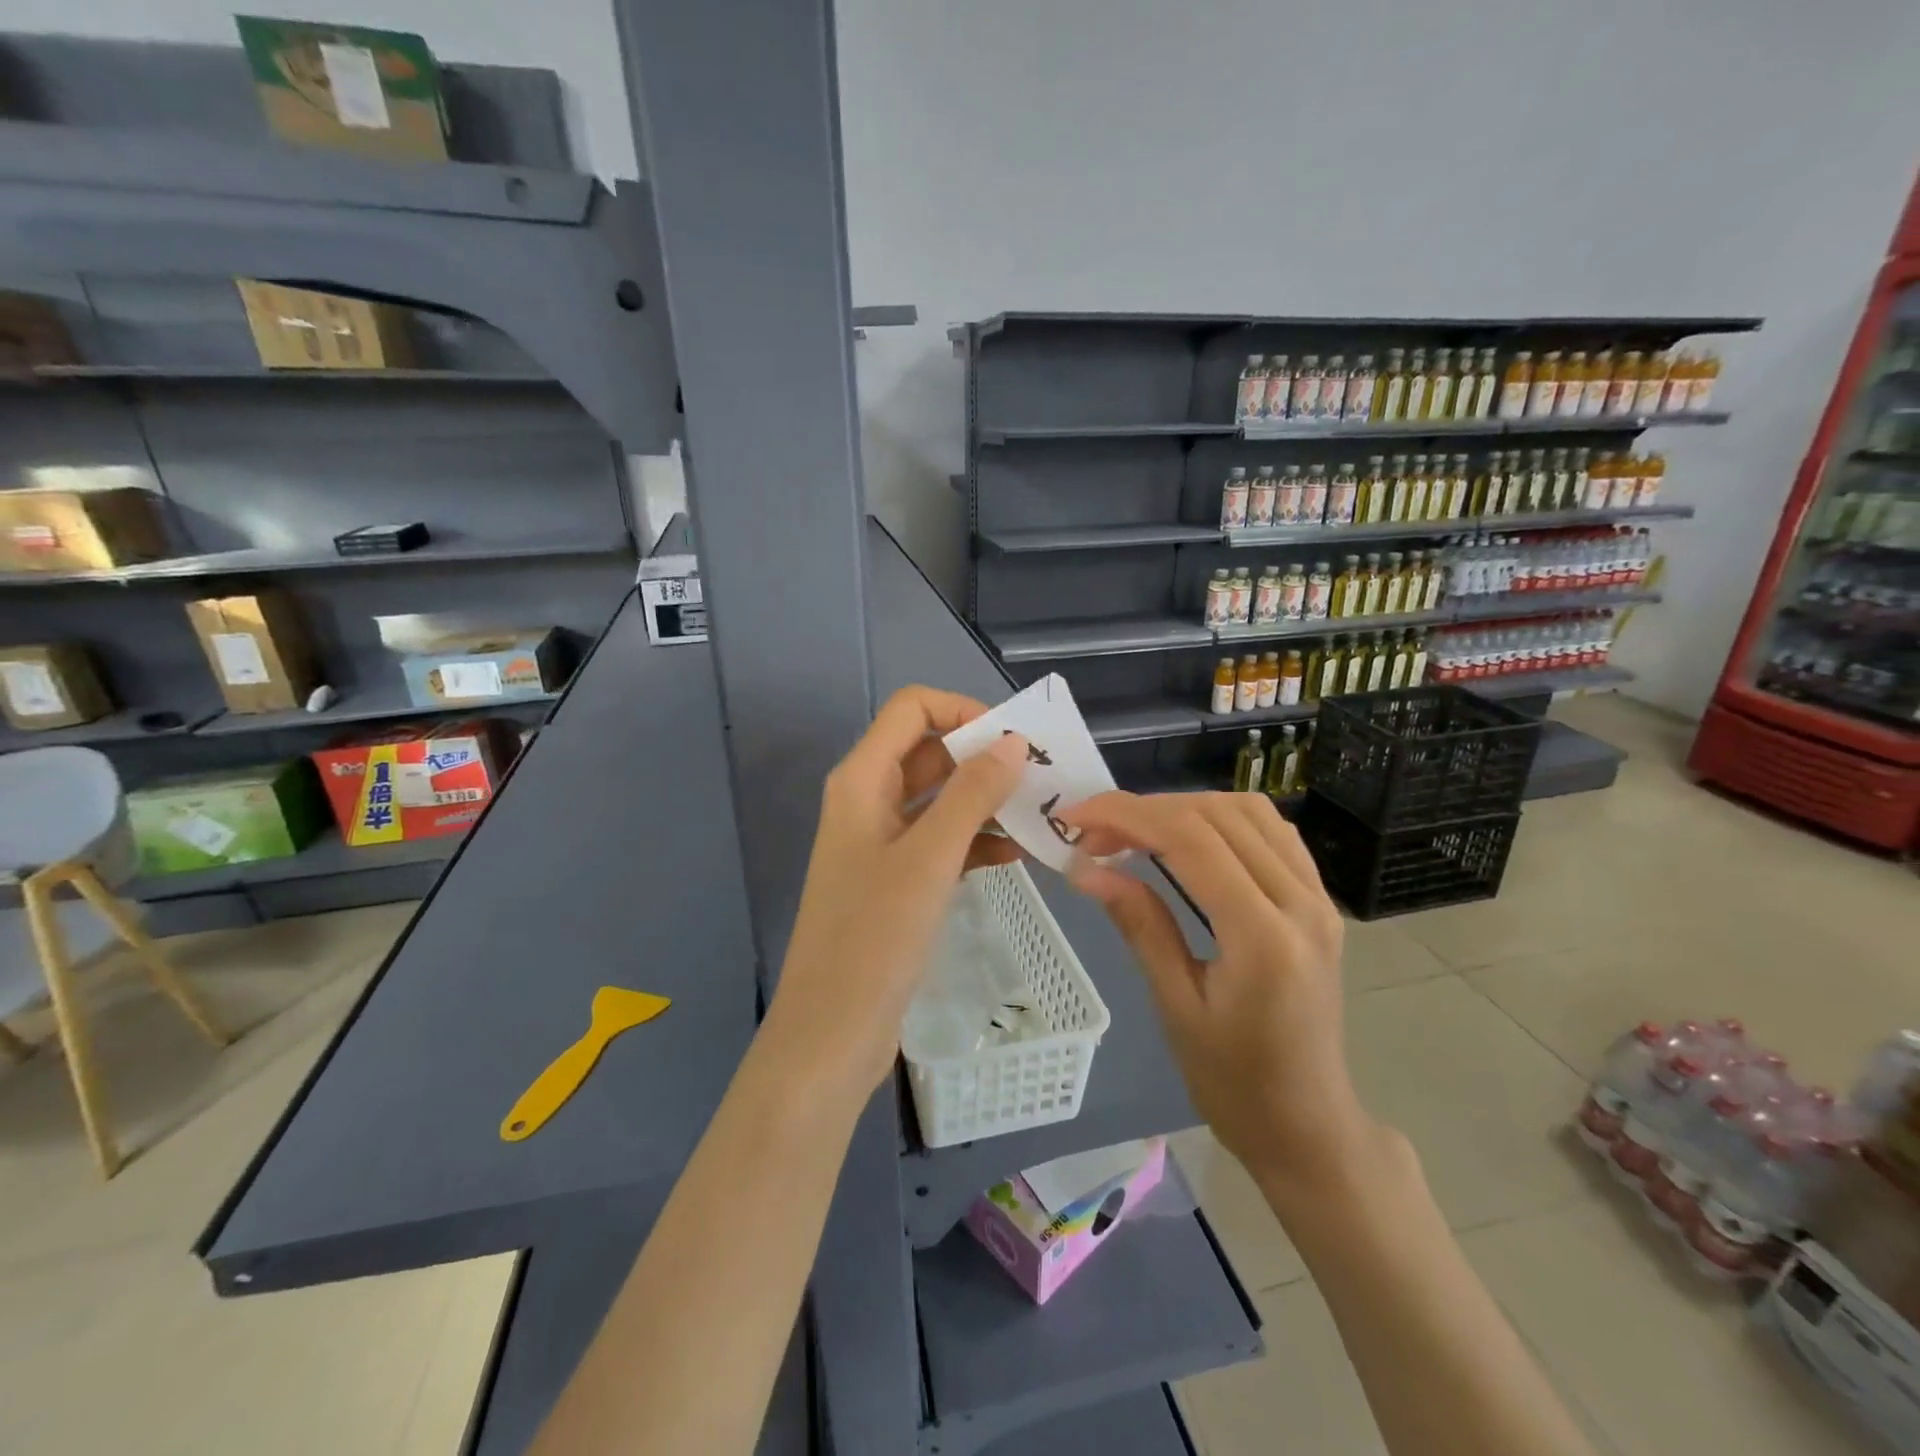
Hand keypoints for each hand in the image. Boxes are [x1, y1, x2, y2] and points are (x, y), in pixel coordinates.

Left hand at [766, 686, 1028, 1096]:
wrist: (832, 1032)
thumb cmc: (874, 938)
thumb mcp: (929, 859)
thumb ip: (971, 794)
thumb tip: (1012, 742)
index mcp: (862, 780)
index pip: (912, 709)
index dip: (962, 711)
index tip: (1014, 740)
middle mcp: (868, 800)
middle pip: (929, 752)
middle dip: (983, 757)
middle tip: (1043, 777)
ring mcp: (882, 842)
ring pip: (940, 800)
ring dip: (986, 801)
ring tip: (1041, 814)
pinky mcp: (897, 881)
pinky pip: (942, 842)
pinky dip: (977, 841)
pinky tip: (1018, 854)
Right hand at [1061, 791, 1379, 1200]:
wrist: (1308, 1123)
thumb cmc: (1234, 1082)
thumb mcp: (1176, 1006)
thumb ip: (1139, 924)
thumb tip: (1084, 868)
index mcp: (1262, 937)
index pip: (1191, 840)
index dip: (1126, 815)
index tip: (1074, 816)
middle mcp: (1301, 903)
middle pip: (1217, 815)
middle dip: (1145, 810)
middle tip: (1093, 832)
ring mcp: (1318, 898)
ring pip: (1248, 811)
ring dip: (1184, 807)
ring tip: (1134, 832)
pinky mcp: (1320, 901)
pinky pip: (1272, 832)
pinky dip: (1221, 819)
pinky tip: (1188, 838)